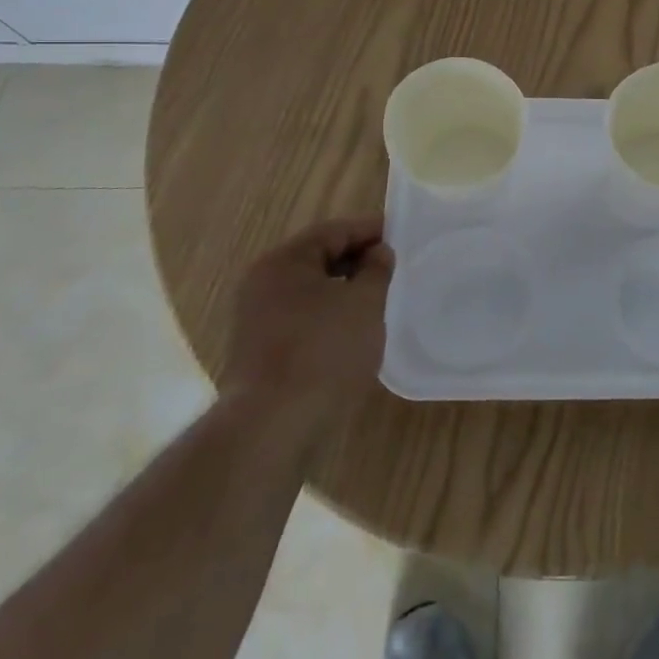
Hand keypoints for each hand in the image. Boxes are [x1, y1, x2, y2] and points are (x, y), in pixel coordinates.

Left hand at [222, 216, 394, 422]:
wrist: (270, 427)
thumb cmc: (323, 352)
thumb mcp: (364, 304)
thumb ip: (376, 270)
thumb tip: (378, 253)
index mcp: (284, 261)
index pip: (334, 231)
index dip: (370, 230)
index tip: (402, 235)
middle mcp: (263, 282)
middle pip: (318, 258)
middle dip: (357, 260)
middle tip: (393, 268)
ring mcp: (256, 318)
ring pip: (310, 290)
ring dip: (343, 289)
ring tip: (377, 300)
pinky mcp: (260, 350)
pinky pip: (301, 317)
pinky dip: (328, 315)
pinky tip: (351, 332)